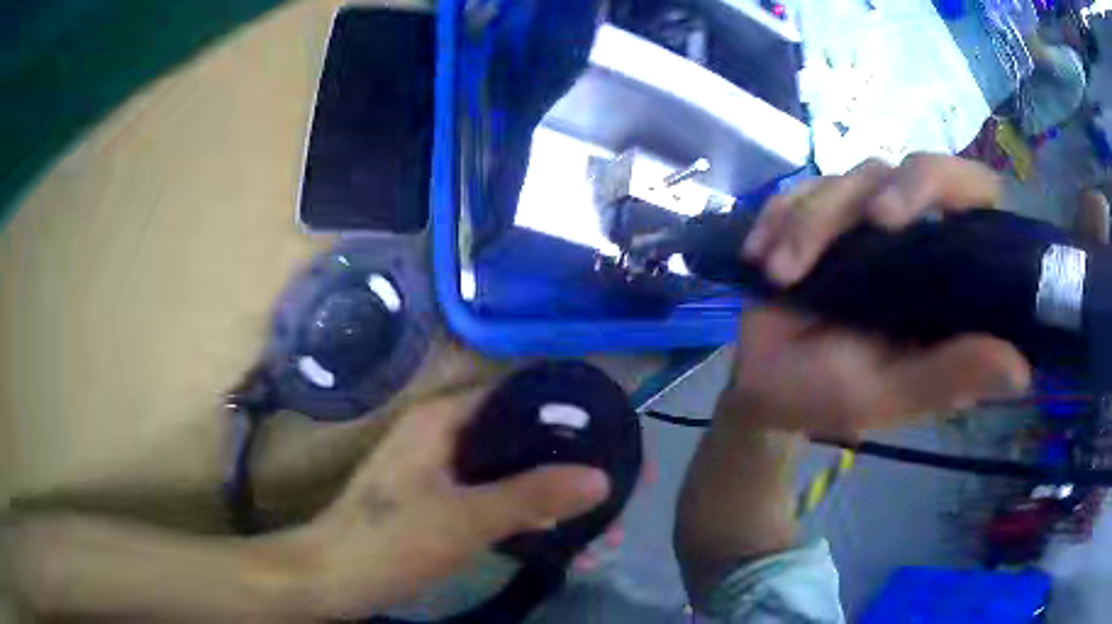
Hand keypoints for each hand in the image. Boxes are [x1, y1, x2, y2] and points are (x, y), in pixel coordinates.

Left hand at [298, 390, 609, 618]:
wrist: (332, 578)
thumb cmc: (389, 542)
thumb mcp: (464, 520)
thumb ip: (532, 496)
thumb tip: (601, 477)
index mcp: (444, 420)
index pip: (521, 397)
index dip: (574, 415)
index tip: (618, 440)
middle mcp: (445, 435)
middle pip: (524, 438)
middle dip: (575, 467)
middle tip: (624, 492)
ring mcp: (443, 472)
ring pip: (514, 473)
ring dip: (557, 500)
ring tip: (605, 533)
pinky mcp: (443, 503)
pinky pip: (498, 501)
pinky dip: (531, 520)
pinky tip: (564, 545)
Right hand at [726, 155, 1030, 436]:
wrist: (761, 386)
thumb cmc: (827, 397)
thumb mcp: (890, 396)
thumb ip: (949, 378)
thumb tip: (1022, 370)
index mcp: (946, 279)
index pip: (973, 197)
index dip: (949, 184)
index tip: (898, 216)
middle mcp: (914, 238)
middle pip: (910, 167)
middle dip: (874, 191)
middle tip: (858, 223)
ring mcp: (863, 221)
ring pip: (850, 178)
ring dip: (811, 221)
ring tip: (780, 275)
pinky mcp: (819, 214)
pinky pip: (801, 189)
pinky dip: (779, 216)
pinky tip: (760, 255)